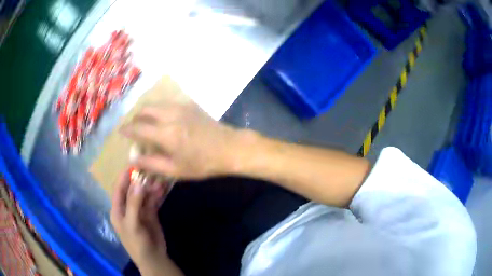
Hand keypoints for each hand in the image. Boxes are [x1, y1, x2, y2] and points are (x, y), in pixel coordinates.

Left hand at [110, 168, 175, 273]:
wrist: (153, 258)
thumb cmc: (137, 242)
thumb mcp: (132, 224)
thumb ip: (134, 203)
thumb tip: (138, 183)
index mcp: (118, 209)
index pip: (119, 189)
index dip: (124, 177)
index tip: (134, 164)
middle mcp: (127, 207)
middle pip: (132, 190)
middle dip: (140, 180)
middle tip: (151, 170)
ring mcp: (139, 210)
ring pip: (144, 194)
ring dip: (151, 187)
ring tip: (160, 178)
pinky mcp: (150, 214)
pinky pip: (153, 201)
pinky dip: (157, 194)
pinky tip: (163, 188)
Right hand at [120, 102, 247, 179]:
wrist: (230, 147)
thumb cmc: (203, 163)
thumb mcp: (176, 170)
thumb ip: (152, 164)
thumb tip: (133, 159)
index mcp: (165, 133)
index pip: (138, 127)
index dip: (127, 129)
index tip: (120, 131)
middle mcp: (170, 115)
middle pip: (145, 110)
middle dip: (136, 118)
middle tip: (134, 128)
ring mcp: (181, 107)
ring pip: (156, 104)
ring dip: (147, 112)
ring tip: (146, 124)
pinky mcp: (190, 105)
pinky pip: (168, 104)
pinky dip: (159, 110)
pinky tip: (163, 119)